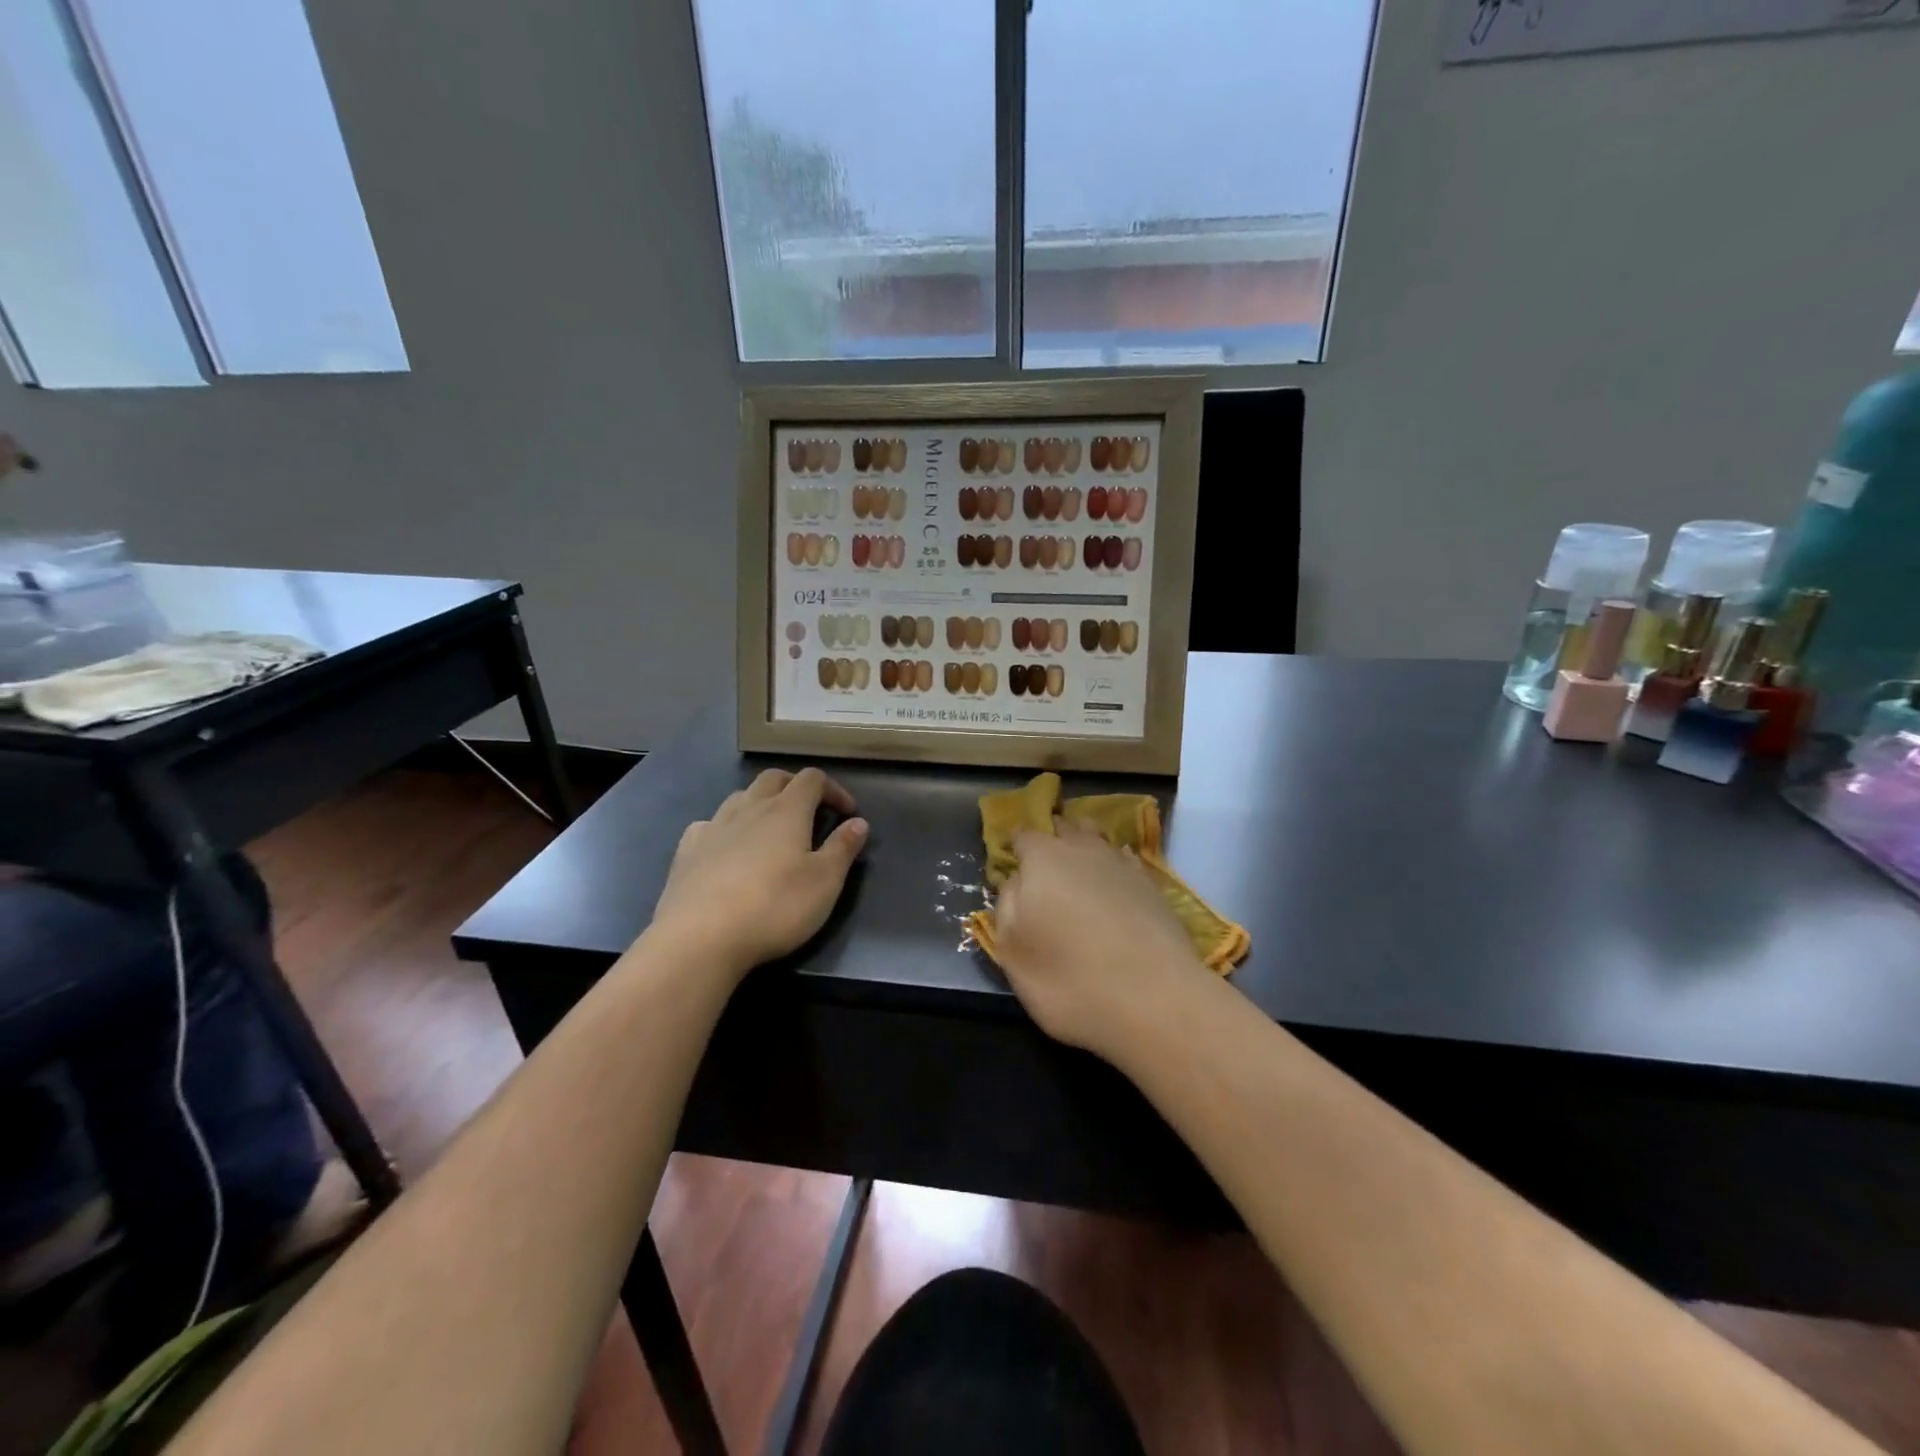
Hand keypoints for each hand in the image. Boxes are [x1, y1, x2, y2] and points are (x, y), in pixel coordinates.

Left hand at [648, 767, 867, 981]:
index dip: (833, 789)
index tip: (847, 813)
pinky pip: (709, 824)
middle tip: (810, 810)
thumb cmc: (774, 907)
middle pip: (773, 778)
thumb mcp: (825, 882)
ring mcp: (714, 826)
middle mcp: (749, 808)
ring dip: (760, 803)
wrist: (700, 937)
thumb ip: (843, 848)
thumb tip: (859, 822)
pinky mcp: (687, 850)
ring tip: (770, 829)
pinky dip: (726, 827)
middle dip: (795, 786)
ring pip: (740, 797)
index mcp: (787, 811)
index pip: (812, 779)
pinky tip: (727, 848)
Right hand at [993, 824, 1212, 1061]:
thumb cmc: (1068, 978)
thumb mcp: (1012, 951)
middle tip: (1044, 861)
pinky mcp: (1153, 888)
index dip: (1016, 845)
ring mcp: (1123, 866)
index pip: (1024, 835)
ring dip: (1086, 846)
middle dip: (1053, 838)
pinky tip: (1113, 884)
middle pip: (1065, 829)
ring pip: (1098, 840)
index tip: (1011, 858)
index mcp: (1043, 859)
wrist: (1155, 1001)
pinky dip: (1115, 868)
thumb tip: (1016, 881)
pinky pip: (1126, 863)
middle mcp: (1083, 850)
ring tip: (1078, 867)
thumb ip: (1007, 906)